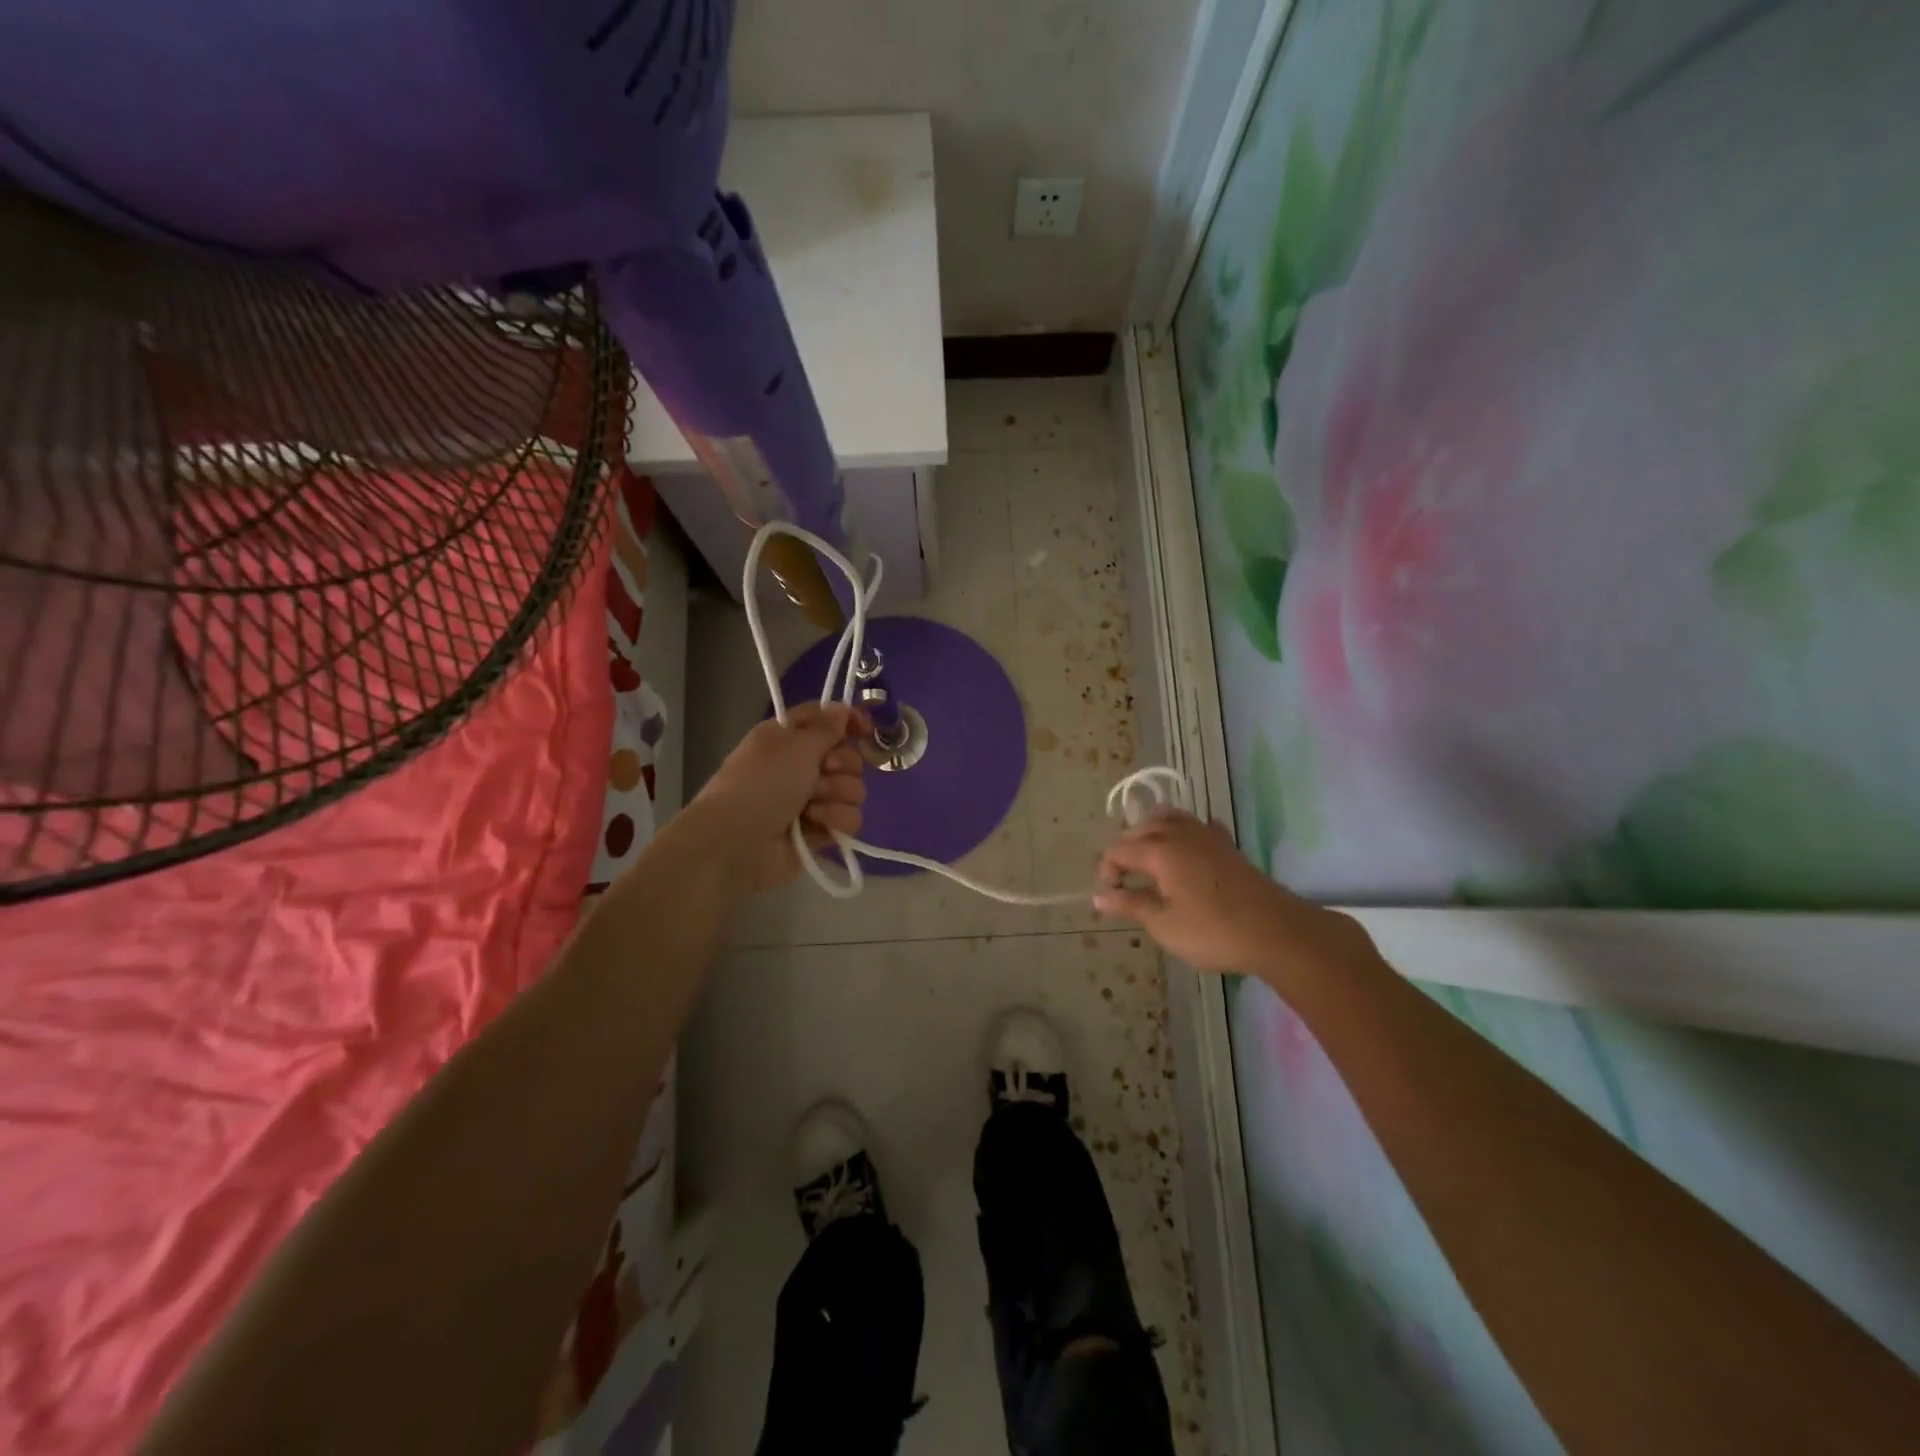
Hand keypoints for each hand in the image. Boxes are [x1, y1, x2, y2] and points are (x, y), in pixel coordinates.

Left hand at [691, 704, 869, 891]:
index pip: (827, 720)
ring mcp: (812, 801)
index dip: (848, 721)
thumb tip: (843, 709)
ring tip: (811, 806)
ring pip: (853, 790)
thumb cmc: (762, 783)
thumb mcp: (794, 744)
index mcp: (789, 738)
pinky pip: (849, 819)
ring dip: (836, 795)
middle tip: (824, 770)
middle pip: (848, 757)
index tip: (865, 729)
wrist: (737, 843)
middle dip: (843, 764)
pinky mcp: (820, 831)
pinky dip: (835, 820)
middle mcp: (802, 766)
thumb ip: (826, 727)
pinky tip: (815, 824)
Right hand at [1093, 810, 1369, 977]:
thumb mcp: (1164, 924)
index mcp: (1159, 850)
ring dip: (1151, 834)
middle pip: (1140, 829)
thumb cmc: (1213, 931)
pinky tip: (1186, 849)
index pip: (1118, 849)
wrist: (1275, 931)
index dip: (1106, 871)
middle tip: (1124, 882)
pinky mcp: (1227, 845)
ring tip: (1148, 860)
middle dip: (1125, 851)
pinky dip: (1183, 832)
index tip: (1110, 897)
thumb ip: (1130, 905)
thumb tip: (1099, 896)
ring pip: (1169, 818)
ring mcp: (1206, 835)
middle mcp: (1179, 833)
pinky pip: (1197, 826)